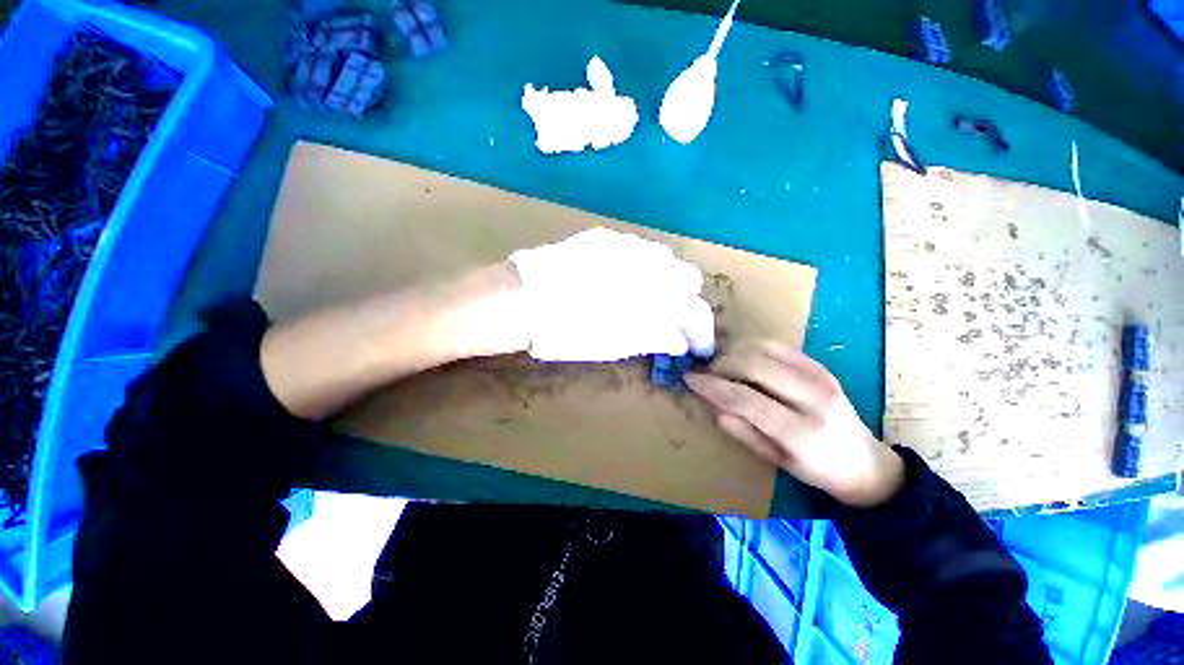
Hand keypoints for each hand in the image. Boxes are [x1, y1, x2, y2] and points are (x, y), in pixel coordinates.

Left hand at [507, 228, 714, 361]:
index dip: (701, 332)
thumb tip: (679, 341)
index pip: (695, 312)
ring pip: (666, 258)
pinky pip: (638, 248)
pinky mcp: (606, 237)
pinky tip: (624, 280)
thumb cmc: (567, 332)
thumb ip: (653, 338)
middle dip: (685, 300)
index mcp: (653, 296)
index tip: (696, 346)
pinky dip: (642, 267)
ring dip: (665, 280)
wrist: (522, 301)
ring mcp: (627, 244)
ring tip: (647, 299)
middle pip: (689, 277)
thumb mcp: (615, 345)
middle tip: (670, 319)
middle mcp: (649, 263)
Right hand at [684, 341, 904, 507]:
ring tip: (720, 365)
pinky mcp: (820, 365)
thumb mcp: (771, 458)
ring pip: (763, 349)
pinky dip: (752, 347)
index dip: (711, 386)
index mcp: (801, 432)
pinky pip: (778, 346)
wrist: (865, 462)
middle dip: (720, 365)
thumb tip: (708, 400)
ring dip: (734, 352)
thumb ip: (738, 428)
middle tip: (704, 372)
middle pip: (753, 366)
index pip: (745, 399)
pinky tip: (741, 357)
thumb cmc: (814, 469)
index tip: (689, 379)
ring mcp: (821, 376)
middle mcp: (813, 398)